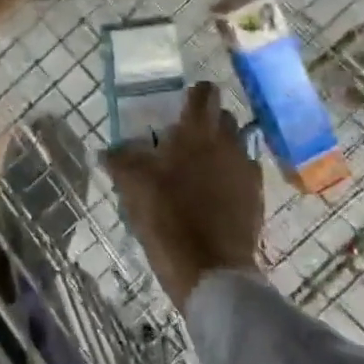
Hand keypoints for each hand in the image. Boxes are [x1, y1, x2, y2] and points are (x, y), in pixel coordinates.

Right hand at [104, 82, 262, 306]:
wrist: (210, 271)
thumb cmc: (168, 217)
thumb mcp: (133, 186)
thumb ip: (120, 161)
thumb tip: (107, 150)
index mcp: (197, 131)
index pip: (204, 92)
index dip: (192, 94)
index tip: (177, 107)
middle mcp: (228, 143)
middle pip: (223, 117)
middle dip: (206, 122)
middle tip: (182, 140)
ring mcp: (246, 170)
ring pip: (235, 145)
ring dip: (220, 150)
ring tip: (197, 171)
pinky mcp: (256, 198)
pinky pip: (243, 174)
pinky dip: (230, 177)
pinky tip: (212, 196)